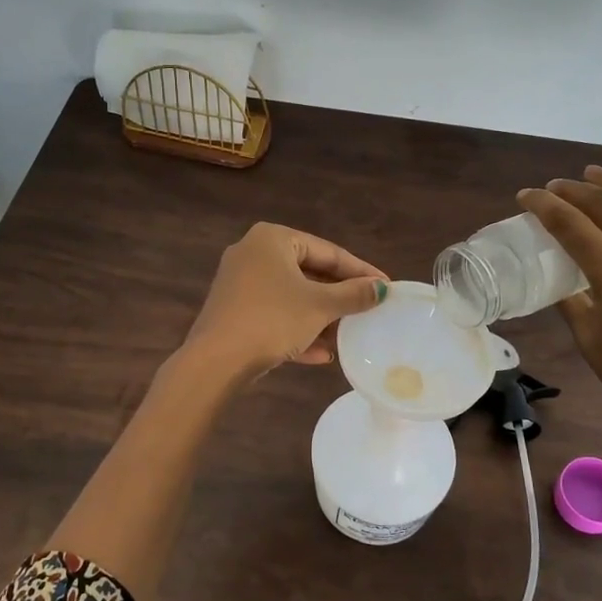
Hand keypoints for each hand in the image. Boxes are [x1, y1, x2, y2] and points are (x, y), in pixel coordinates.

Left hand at [184, 223, 387, 378]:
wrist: (216, 361)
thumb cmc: (272, 319)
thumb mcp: (319, 306)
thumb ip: (353, 294)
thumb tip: (381, 288)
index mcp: (273, 239)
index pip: (327, 251)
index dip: (360, 270)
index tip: (386, 286)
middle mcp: (253, 253)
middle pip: (309, 272)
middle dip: (338, 296)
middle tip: (369, 310)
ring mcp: (240, 284)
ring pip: (292, 297)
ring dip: (320, 317)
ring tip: (349, 333)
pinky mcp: (234, 312)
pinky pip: (274, 316)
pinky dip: (297, 330)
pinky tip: (322, 355)